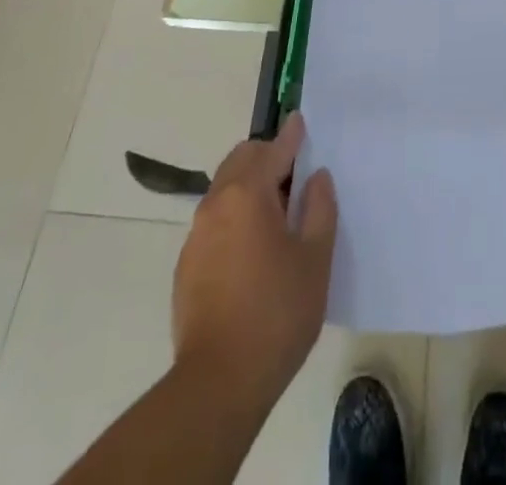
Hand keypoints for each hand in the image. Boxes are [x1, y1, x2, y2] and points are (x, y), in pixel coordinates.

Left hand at [173, 113, 336, 402]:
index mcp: (247, 194)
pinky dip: (235, 217)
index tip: (300, 121)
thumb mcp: (315, 258)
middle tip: (295, 179)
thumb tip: (315, 177)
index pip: (273, 150)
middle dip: (267, 158)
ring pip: (225, 190)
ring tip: (277, 217)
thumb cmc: (277, 313)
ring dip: (250, 187)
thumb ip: (319, 208)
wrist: (219, 383)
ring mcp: (196, 235)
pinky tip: (253, 252)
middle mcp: (215, 204)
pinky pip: (214, 221)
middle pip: (241, 160)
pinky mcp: (186, 265)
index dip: (291, 136)